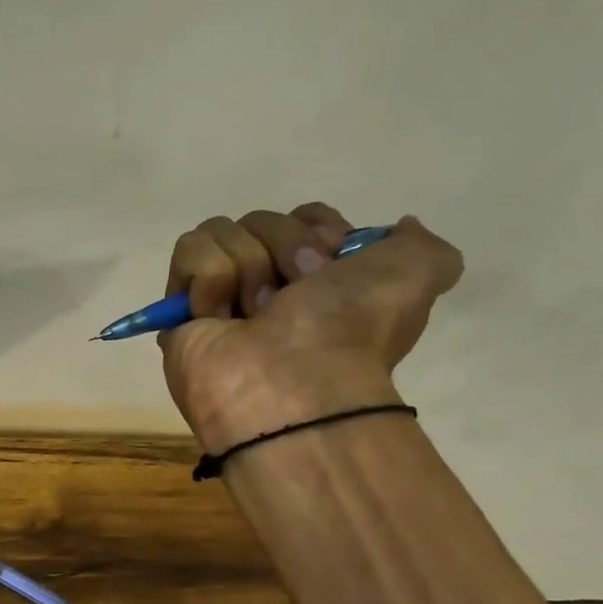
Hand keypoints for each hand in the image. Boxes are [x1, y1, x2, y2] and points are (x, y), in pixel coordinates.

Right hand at [159, 204, 461, 452]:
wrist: (289, 387)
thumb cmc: (349, 332)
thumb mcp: (418, 274)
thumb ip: (421, 244)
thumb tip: (398, 226)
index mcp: (320, 280)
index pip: (305, 215)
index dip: (317, 227)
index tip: (331, 261)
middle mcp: (271, 287)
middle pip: (262, 219)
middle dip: (284, 249)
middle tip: (292, 297)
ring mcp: (222, 299)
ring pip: (222, 230)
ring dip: (247, 267)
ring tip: (254, 314)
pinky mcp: (181, 309)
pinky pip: (190, 251)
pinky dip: (210, 278)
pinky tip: (220, 318)